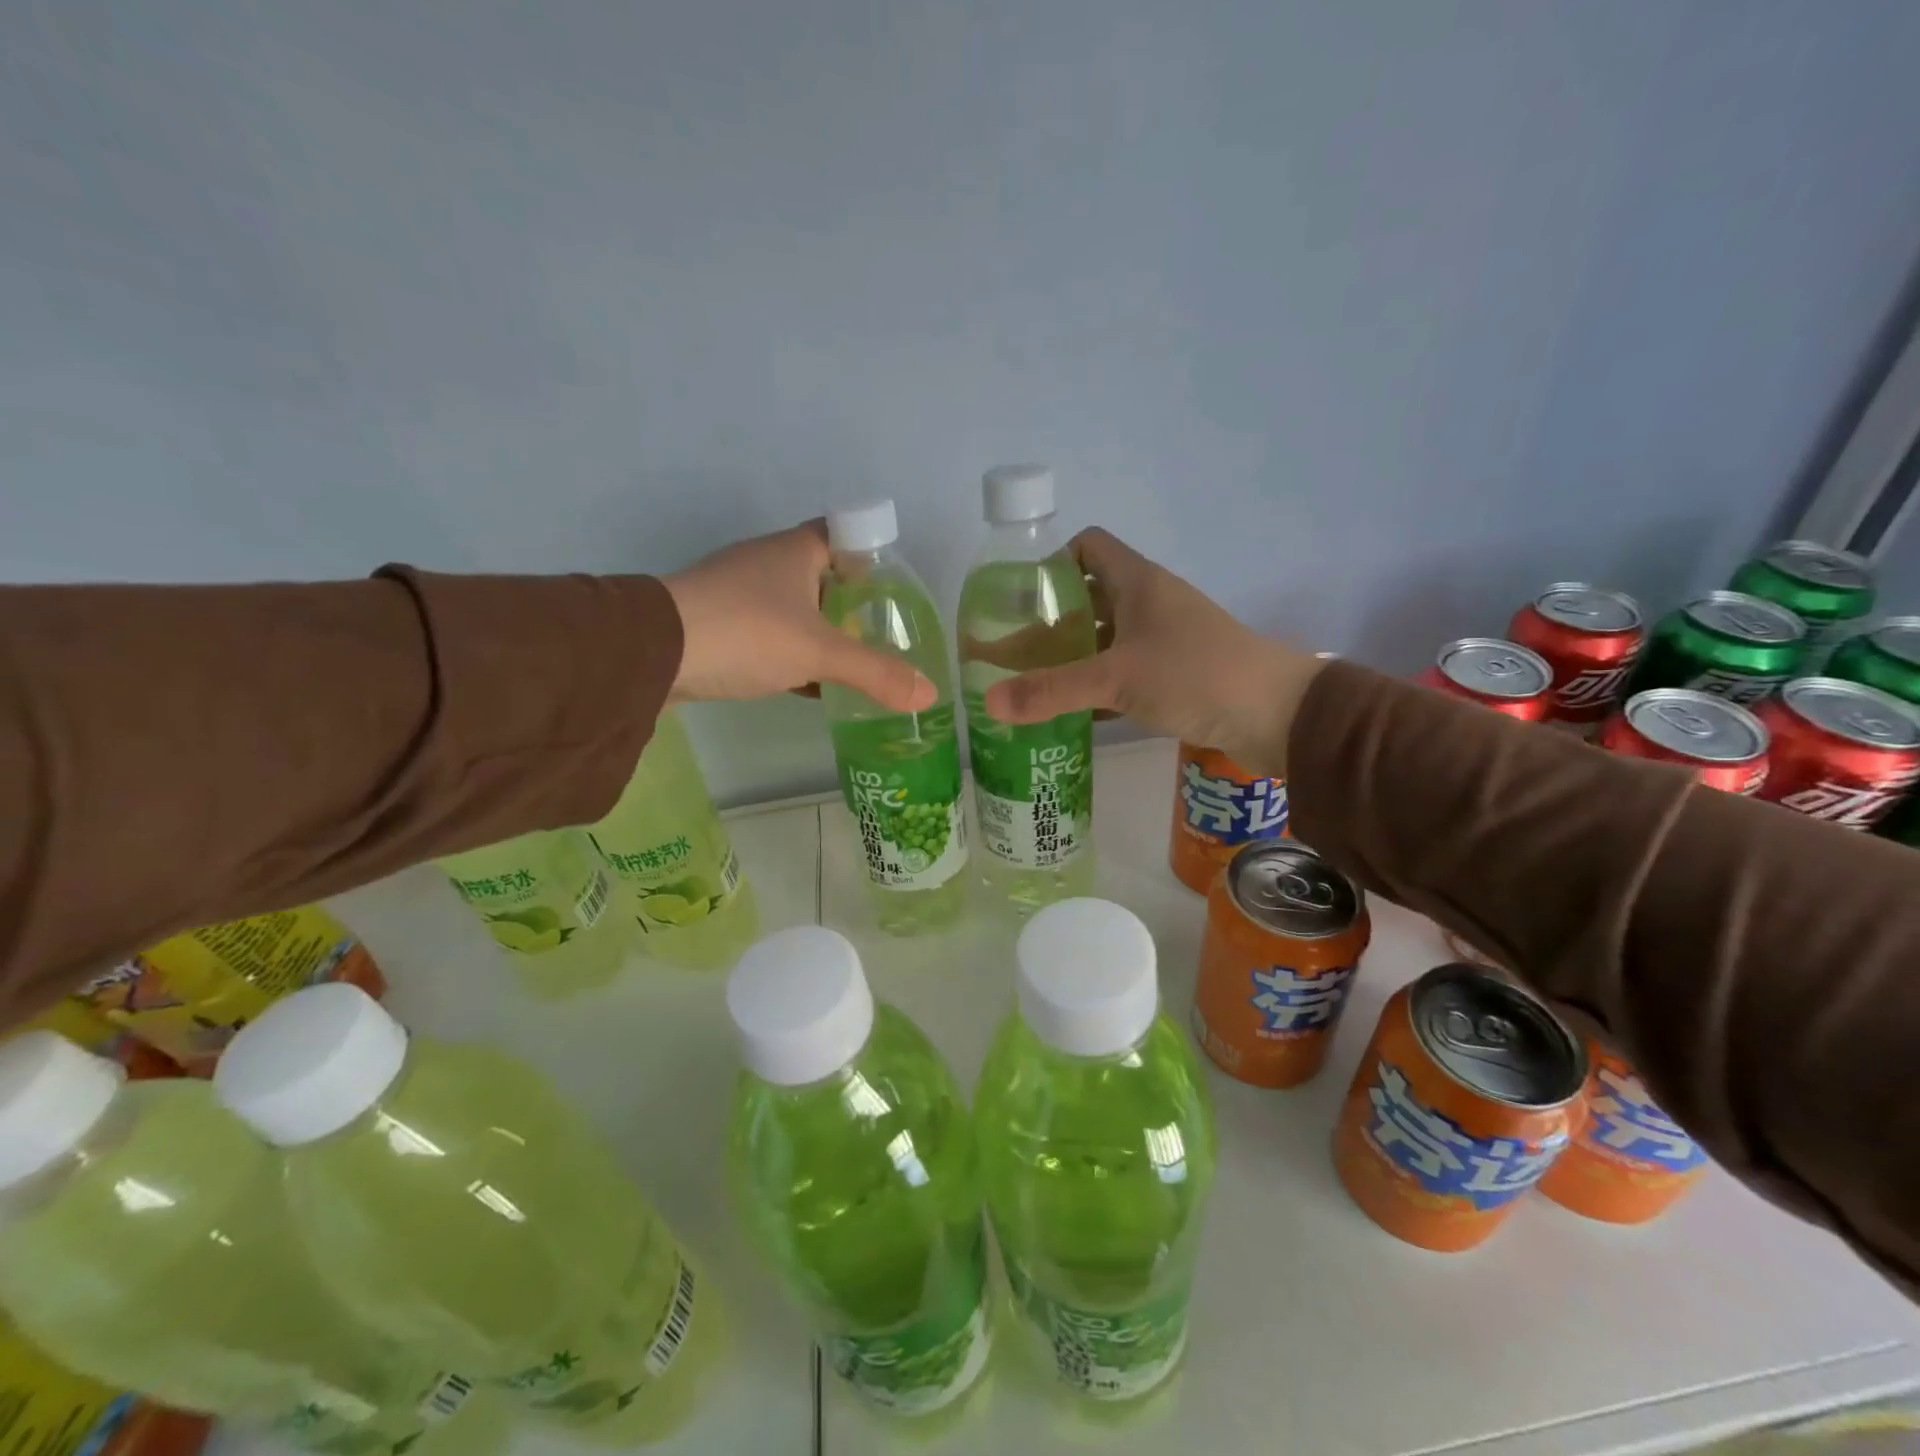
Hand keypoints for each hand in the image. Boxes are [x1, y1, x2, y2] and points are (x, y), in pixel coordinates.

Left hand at [664, 521, 935, 711]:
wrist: (651, 653)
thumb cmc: (746, 632)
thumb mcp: (819, 653)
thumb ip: (875, 673)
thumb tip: (929, 695)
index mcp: (795, 551)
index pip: (844, 534)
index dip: (871, 553)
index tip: (894, 587)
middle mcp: (766, 563)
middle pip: (821, 574)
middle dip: (851, 600)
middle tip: (883, 631)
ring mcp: (738, 594)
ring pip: (793, 608)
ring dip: (821, 630)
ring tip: (855, 659)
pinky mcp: (718, 626)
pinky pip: (769, 635)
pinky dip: (793, 654)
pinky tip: (810, 683)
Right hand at [983, 527, 1323, 774]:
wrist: (1278, 716)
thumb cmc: (1195, 675)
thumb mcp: (1115, 679)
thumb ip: (1051, 690)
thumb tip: (988, 702)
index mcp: (1138, 582)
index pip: (1087, 546)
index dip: (1050, 563)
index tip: (1018, 598)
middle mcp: (1150, 603)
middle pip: (1089, 597)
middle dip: (1050, 621)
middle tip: (1010, 650)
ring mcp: (1165, 640)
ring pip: (1105, 639)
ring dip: (1071, 658)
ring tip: (1030, 683)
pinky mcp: (1176, 675)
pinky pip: (1123, 672)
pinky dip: (1096, 688)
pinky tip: (1069, 713)